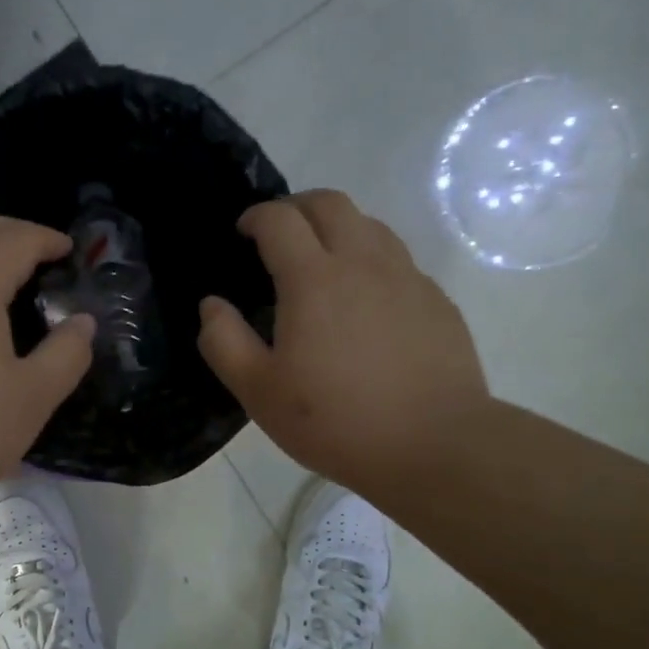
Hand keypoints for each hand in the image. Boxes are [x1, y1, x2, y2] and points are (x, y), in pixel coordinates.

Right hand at [197, 190, 491, 498]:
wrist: (435, 446)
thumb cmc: (335, 420)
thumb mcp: (259, 391)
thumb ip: (224, 341)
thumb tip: (212, 305)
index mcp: (313, 279)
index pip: (279, 220)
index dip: (256, 216)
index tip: (243, 232)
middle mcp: (363, 262)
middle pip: (329, 203)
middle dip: (296, 206)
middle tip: (278, 234)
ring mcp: (407, 278)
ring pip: (370, 224)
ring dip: (337, 227)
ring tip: (322, 260)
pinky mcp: (436, 300)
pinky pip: (398, 260)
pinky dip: (371, 260)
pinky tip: (365, 301)